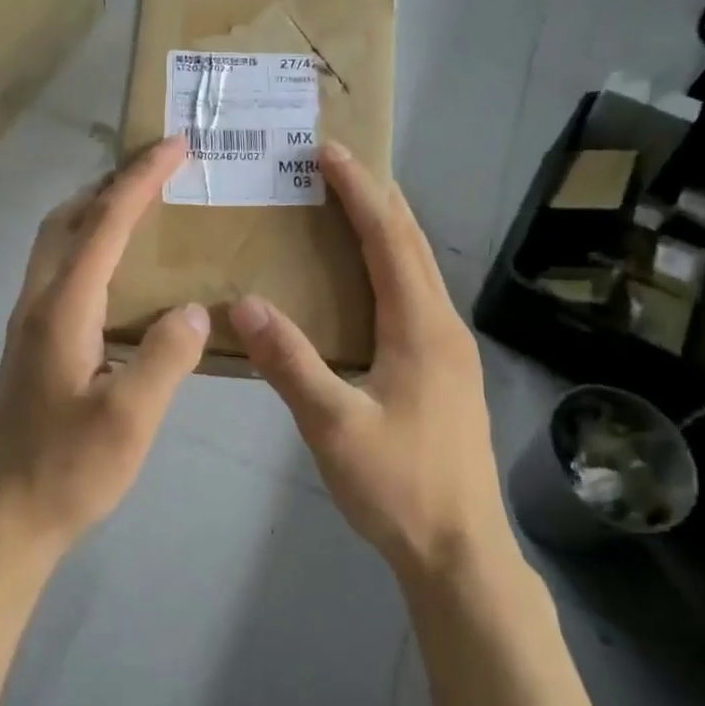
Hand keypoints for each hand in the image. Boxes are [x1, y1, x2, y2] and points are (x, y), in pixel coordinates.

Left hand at [0, 135, 208, 559]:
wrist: (6, 517)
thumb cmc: (68, 470)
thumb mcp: (130, 419)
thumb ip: (166, 357)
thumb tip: (192, 308)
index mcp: (62, 308)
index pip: (106, 224)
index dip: (142, 180)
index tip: (176, 145)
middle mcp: (38, 301)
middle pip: (69, 218)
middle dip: (113, 181)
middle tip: (158, 167)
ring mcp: (28, 321)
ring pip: (57, 241)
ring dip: (96, 209)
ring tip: (142, 203)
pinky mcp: (31, 341)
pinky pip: (59, 268)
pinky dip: (89, 242)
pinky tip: (117, 267)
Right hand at [230, 143, 506, 585]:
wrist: (460, 553)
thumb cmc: (399, 487)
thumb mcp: (335, 427)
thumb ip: (290, 362)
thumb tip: (244, 303)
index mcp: (421, 328)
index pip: (389, 239)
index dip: (359, 192)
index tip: (329, 152)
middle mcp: (443, 327)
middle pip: (411, 244)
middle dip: (375, 197)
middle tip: (335, 165)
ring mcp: (449, 350)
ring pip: (417, 270)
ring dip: (384, 229)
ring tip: (345, 206)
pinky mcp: (445, 372)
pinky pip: (414, 297)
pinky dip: (388, 265)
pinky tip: (363, 280)